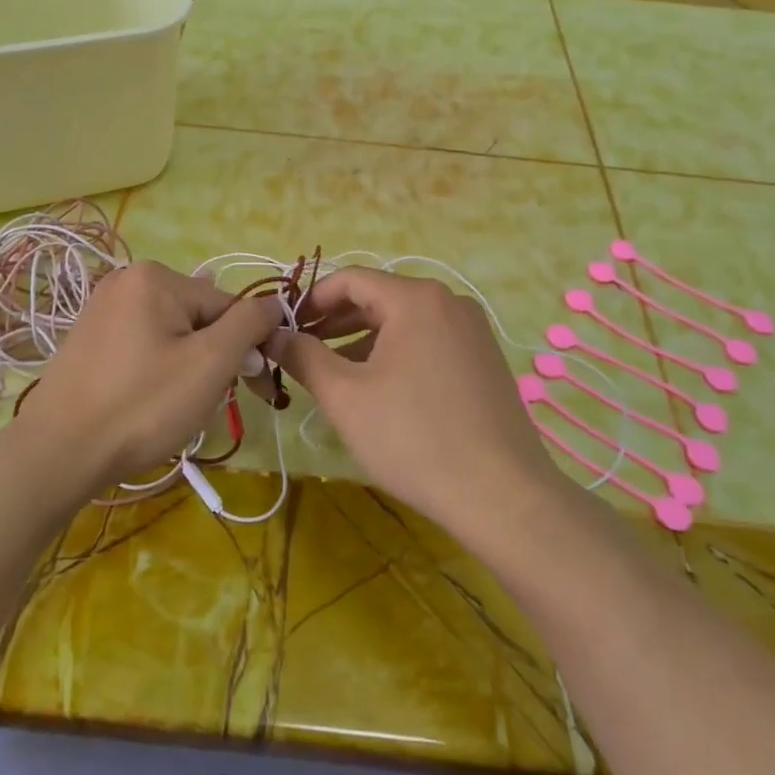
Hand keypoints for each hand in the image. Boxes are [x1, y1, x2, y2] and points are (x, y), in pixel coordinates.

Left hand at [12, 262, 281, 490]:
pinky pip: (143, 346)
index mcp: (155, 277)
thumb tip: (275, 304)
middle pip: (199, 318)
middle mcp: (126, 280)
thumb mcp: (211, 362)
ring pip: (173, 335)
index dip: (246, 347)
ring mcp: (102, 309)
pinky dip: (157, 371)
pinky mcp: (89, 339)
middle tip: (204, 402)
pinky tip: (148, 401)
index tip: (255, 388)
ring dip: (188, 367)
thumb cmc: (143, 405)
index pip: (227, 306)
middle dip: (213, 358)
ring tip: (174, 407)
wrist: (58, 453)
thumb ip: (250, 324)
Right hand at [270, 269, 563, 527]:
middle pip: (378, 297)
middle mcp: (449, 301)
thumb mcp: (345, 396)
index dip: (311, 300)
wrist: (502, 494)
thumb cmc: (413, 438)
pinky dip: (395, 354)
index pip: (350, 279)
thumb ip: (302, 356)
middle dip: (334, 322)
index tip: (284, 329)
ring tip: (333, 375)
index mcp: (416, 298)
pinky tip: (378, 389)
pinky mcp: (483, 359)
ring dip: (362, 341)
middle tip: (301, 353)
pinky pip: (428, 341)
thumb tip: (272, 335)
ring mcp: (472, 330)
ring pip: (403, 322)